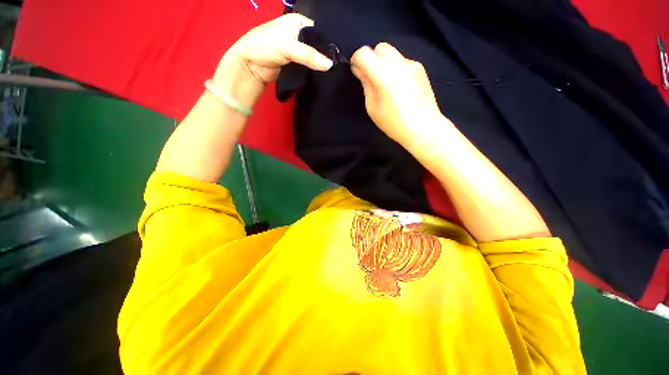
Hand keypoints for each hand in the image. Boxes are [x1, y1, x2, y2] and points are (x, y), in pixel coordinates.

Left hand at [212, 14, 332, 107]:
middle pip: (319, 45)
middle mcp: (300, 34)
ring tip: (335, 72)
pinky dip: (316, 72)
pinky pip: (310, 68)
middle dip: (327, 55)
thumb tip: (330, 65)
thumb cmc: (265, 47)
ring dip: (322, 65)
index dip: (330, 43)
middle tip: (339, 66)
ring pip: (315, 58)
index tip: (341, 56)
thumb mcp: (288, 47)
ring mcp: (299, 51)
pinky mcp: (297, 65)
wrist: (250, 66)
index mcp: (299, 22)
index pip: (320, 31)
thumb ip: (309, 55)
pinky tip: (324, 76)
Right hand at [351, 43, 442, 145]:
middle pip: (380, 47)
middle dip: (372, 58)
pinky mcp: (420, 68)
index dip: (357, 59)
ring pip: (392, 53)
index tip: (356, 70)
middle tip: (371, 77)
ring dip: (384, 63)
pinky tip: (399, 87)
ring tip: (386, 84)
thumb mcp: (373, 108)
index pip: (365, 53)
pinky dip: (395, 69)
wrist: (423, 127)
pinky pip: (402, 62)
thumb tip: (360, 70)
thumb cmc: (394, 123)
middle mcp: (399, 64)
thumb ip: (366, 85)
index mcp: (384, 76)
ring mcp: (412, 64)